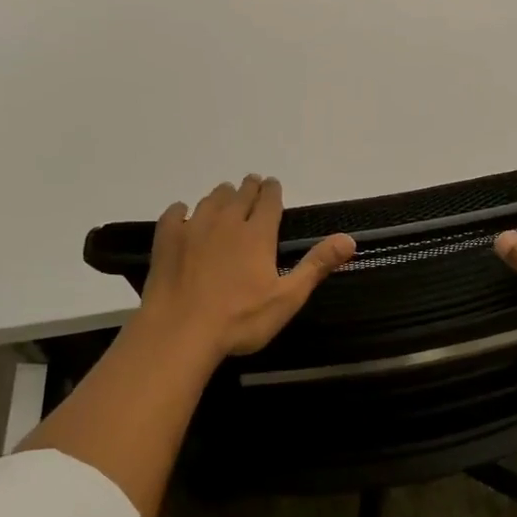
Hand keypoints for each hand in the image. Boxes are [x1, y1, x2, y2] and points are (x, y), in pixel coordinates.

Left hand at [138, 175, 354, 359]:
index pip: (269, 200)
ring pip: (210, 200)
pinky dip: (182, 211)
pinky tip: (183, 214)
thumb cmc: (240, 319)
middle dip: (249, 188)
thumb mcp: (287, 297)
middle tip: (252, 186)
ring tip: (225, 197)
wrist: (180, 332)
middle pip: (240, 194)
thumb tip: (349, 239)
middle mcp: (226, 222)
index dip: (273, 190)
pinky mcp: (166, 241)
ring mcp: (193, 229)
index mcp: (257, 234)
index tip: (273, 185)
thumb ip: (316, 265)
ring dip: (221, 195)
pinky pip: (175, 214)